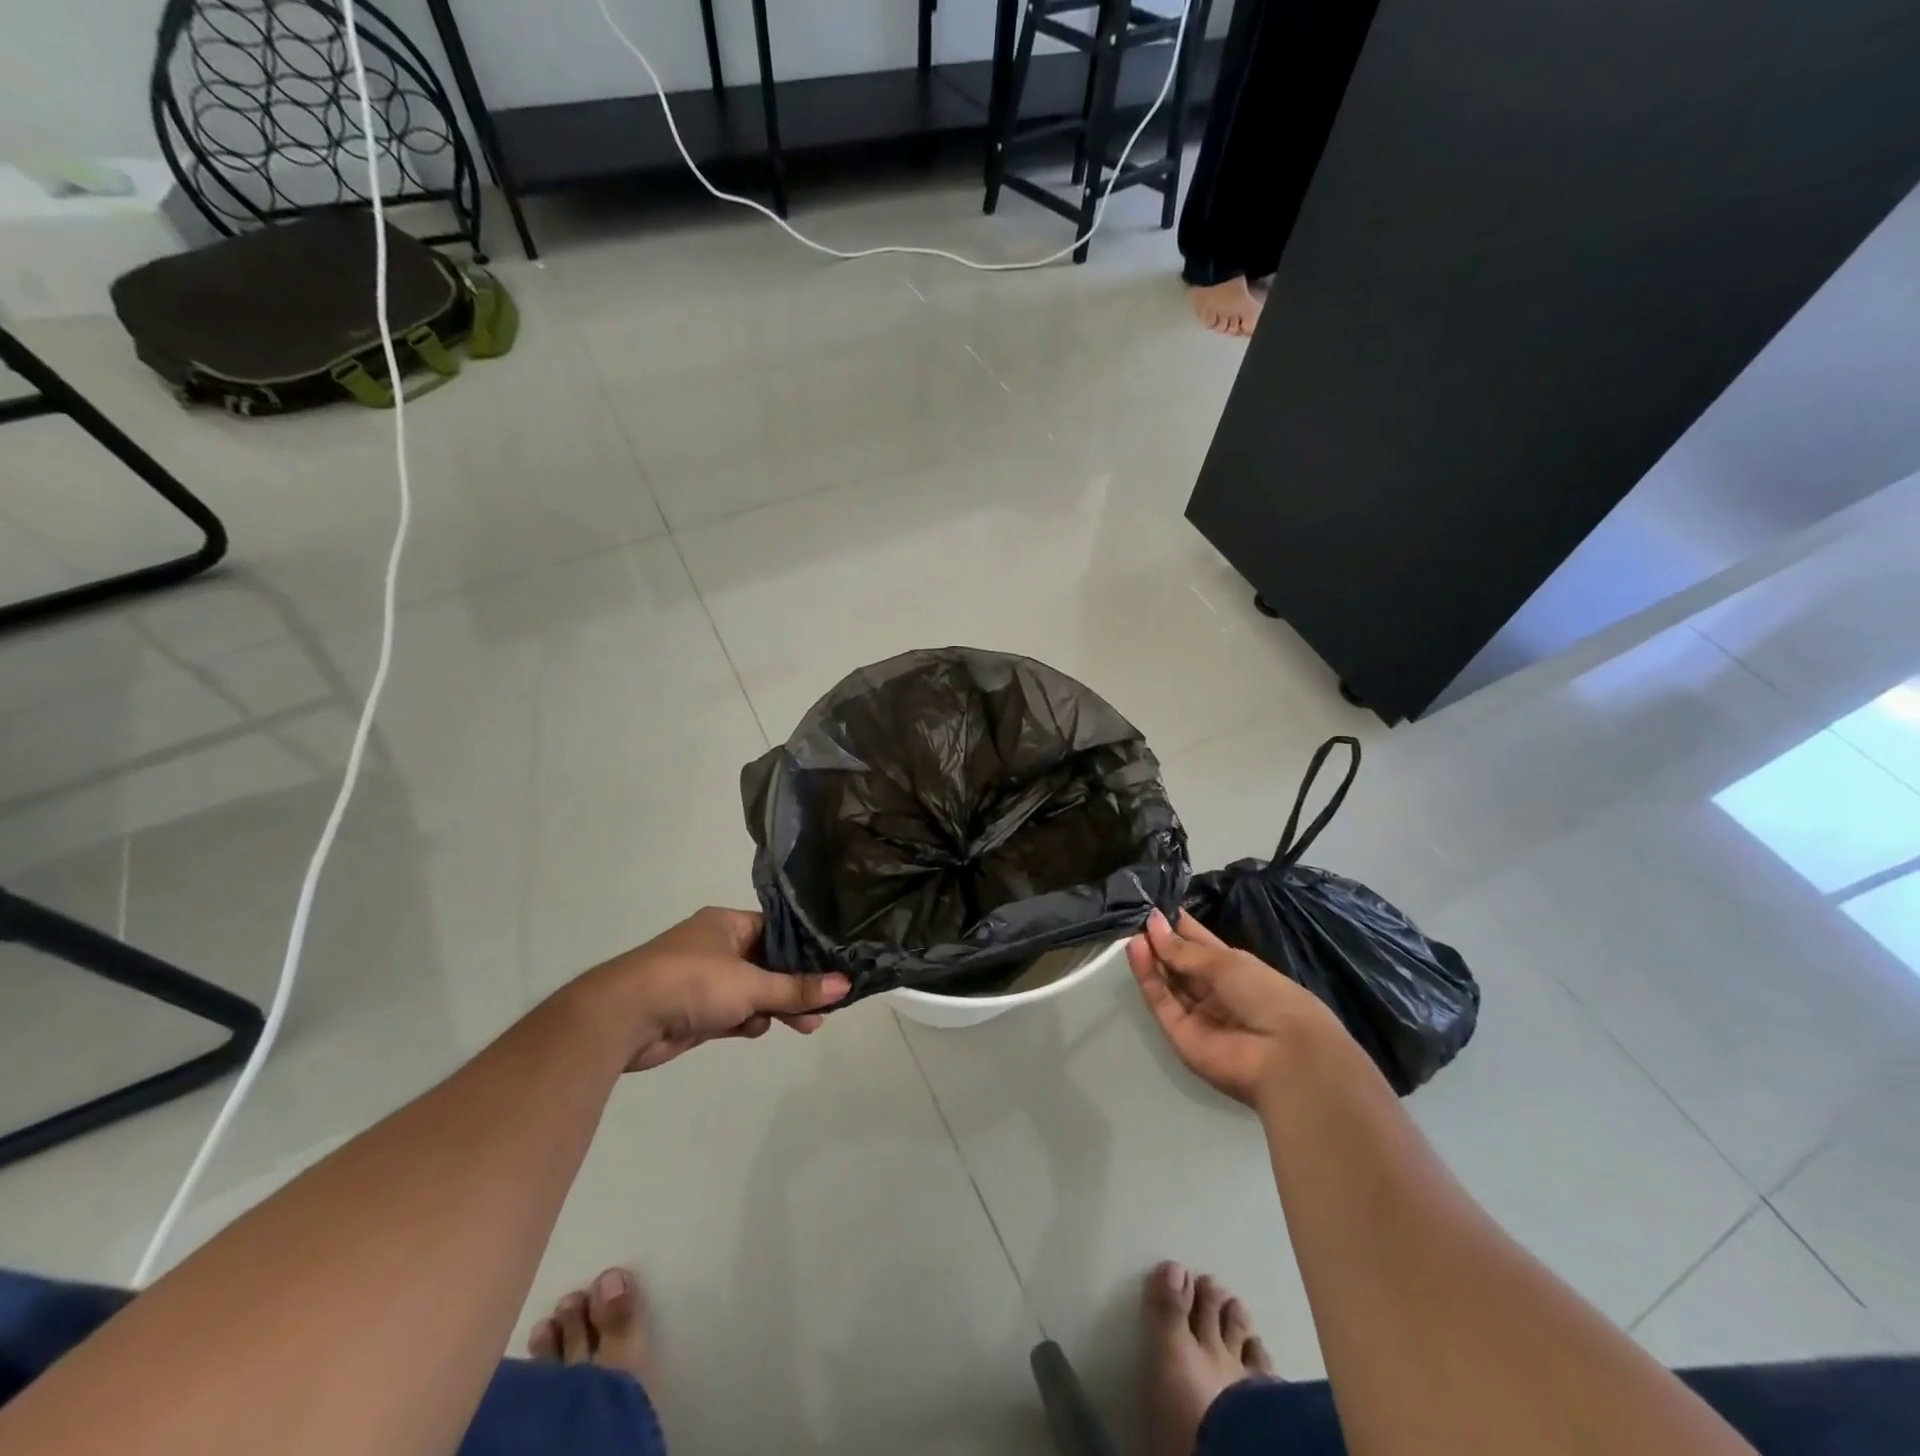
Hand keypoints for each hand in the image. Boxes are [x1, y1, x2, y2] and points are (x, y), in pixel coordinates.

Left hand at [590, 906, 849, 1071]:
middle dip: (794, 987)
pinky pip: (732, 1013)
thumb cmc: (693, 982)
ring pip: (752, 992)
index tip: (833, 967)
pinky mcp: (694, 1012)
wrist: (624, 1018)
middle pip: (768, 964)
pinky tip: (757, 1031)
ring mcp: (703, 980)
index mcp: (727, 924)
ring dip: (775, 1007)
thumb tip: (846, 985)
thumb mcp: (752, 984)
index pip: (777, 930)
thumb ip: (798, 988)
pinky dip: (747, 1022)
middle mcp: (716, 946)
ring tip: (806, 1025)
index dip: (805, 949)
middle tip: (825, 1008)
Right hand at [1127, 909, 1336, 1107]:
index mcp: (1233, 969)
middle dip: (1159, 940)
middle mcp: (1213, 991)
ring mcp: (1195, 1013)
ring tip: (1133, 931)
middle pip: (1179, 963)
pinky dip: (1147, 976)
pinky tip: (1136, 949)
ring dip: (1150, 956)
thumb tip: (1152, 921)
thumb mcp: (1224, 962)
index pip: (1198, 943)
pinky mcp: (1179, 1034)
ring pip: (1166, 981)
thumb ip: (1183, 948)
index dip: (1177, 925)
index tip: (1153, 906)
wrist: (1283, 1055)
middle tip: (1136, 916)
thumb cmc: (1265, 994)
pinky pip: (1160, 1001)